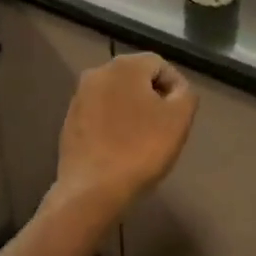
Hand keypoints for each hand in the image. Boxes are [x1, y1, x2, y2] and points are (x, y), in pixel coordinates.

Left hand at [54, 52, 197, 221]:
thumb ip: (186, 94)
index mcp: (125, 65)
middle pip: (137, 78)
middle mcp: (98, 72)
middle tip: (165, 127)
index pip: (160, 65)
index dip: (176, 88)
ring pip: (117, 96)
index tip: (181, 115)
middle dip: (153, 98)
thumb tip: (177, 90)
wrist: (92, 190)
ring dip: (133, 111)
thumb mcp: (179, 119)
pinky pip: (100, 115)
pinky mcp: (70, 121)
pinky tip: (121, 148)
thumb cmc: (141, 149)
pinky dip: (114, 125)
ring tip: (143, 139)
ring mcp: (80, 97)